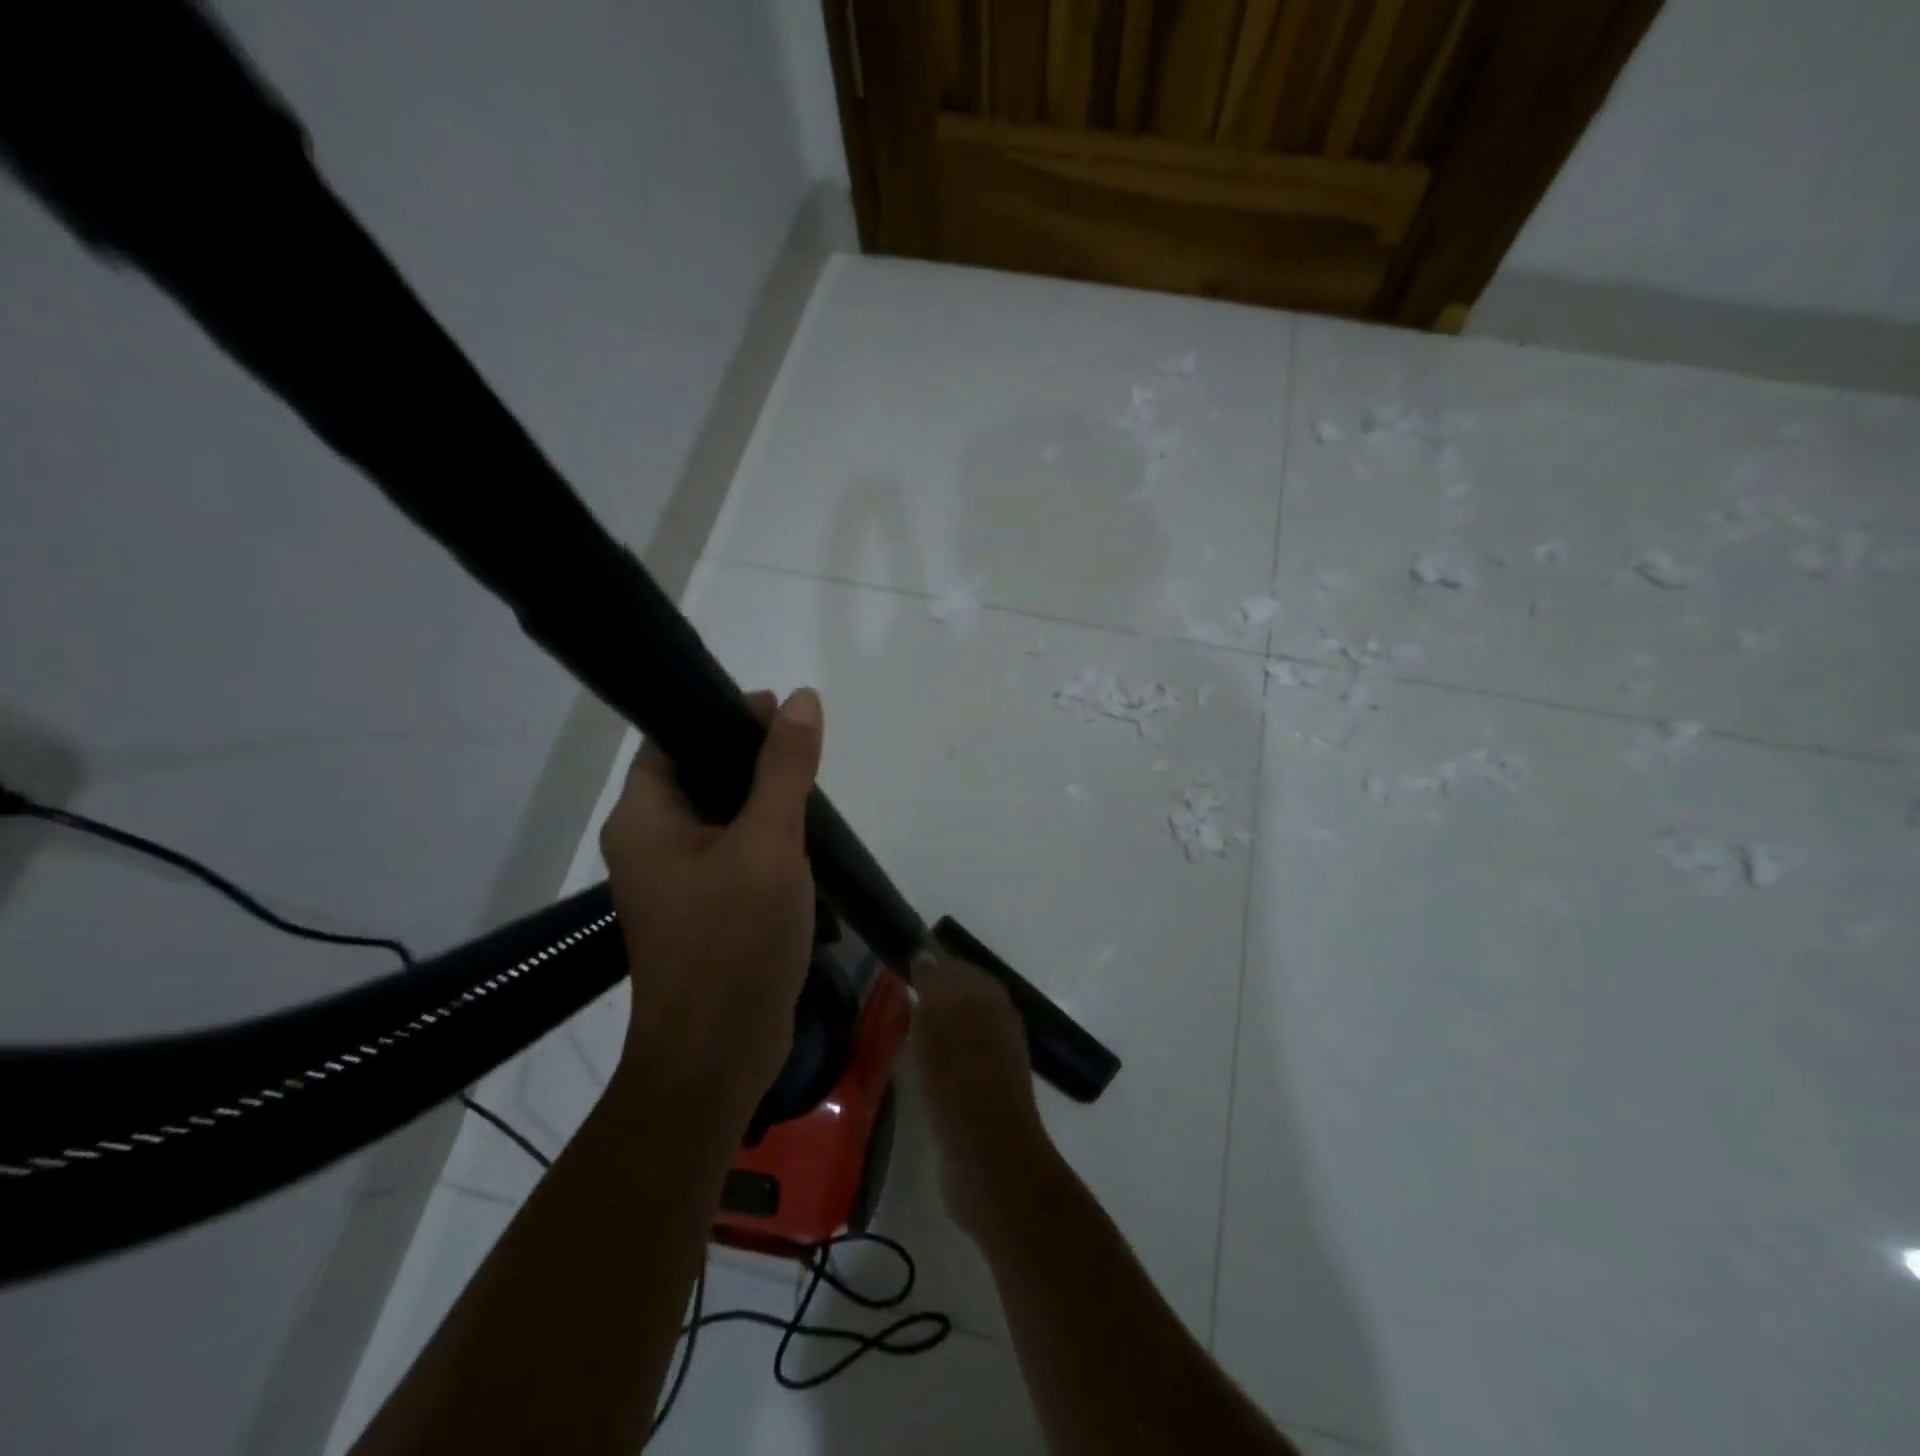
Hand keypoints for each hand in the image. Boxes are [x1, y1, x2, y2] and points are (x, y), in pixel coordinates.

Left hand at [600, 687, 822, 1128]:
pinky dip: (765, 836)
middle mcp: (649, 841)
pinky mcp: (703, 906)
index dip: (723, 715)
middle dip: (752, 757)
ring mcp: (676, 878)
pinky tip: (804, 836)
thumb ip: (784, 769)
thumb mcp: (768, 845)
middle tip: (806, 747)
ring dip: (763, 798)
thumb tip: (802, 698)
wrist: (720, 1056)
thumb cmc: (734, 942)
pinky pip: (732, 850)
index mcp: (644, 817)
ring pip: (721, 813)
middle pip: (700, 773)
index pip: (674, 737)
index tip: (781, 710)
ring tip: (812, 786)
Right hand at [911, 956, 1052, 1242]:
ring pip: (961, 1031)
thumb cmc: (959, 1075)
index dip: (934, 965)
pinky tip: (919, 1066)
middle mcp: (999, 1024)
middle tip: (899, 996)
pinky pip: (957, 1063)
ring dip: (937, 1028)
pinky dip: (939, 1059)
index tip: (905, 967)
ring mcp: (995, 1063)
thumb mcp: (940, 1017)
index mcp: (991, 999)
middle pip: (963, 999)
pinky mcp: (984, 1097)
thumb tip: (926, 954)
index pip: (960, 969)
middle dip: (936, 996)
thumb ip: (934, 982)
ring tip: (903, 1029)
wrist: (988, 1155)